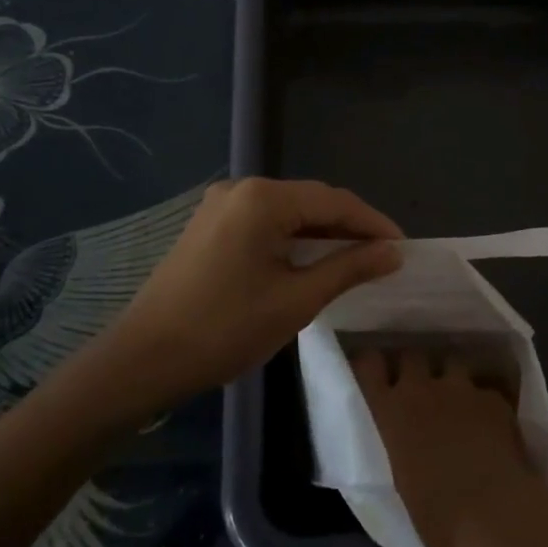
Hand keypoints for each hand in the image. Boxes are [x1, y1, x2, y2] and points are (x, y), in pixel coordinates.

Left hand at [113, 178, 402, 403]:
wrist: (144, 358)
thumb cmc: (225, 329)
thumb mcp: (296, 300)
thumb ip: (348, 268)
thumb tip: (392, 252)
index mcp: (263, 198)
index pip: (334, 201)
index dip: (373, 223)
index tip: (403, 248)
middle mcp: (241, 188)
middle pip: (310, 200)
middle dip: (349, 226)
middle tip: (384, 256)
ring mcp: (220, 204)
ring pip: (287, 211)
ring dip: (322, 232)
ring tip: (356, 259)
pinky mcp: (208, 225)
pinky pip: (263, 221)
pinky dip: (292, 237)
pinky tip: (310, 259)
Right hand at [353, 349, 547, 546]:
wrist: (495, 520)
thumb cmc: (436, 522)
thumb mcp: (397, 483)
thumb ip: (396, 448)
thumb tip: (402, 444)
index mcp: (388, 412)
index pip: (367, 364)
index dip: (371, 364)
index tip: (373, 373)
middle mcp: (421, 388)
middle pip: (411, 355)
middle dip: (414, 368)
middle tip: (418, 389)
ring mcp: (462, 389)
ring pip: (452, 362)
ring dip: (451, 378)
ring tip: (457, 400)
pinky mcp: (495, 399)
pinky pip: (484, 390)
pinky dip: (484, 402)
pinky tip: (492, 424)